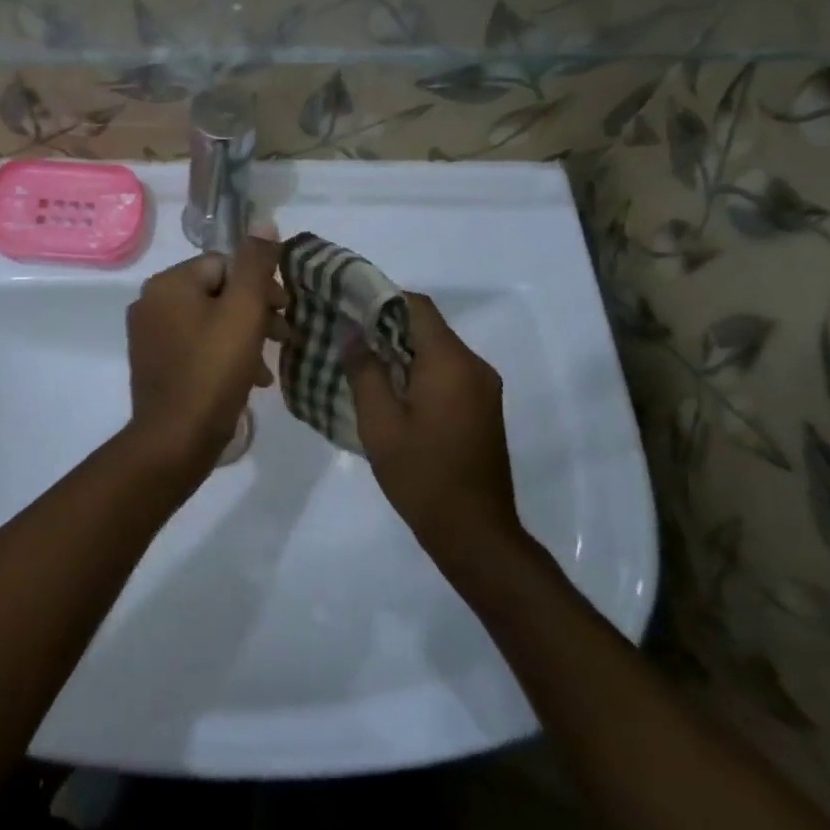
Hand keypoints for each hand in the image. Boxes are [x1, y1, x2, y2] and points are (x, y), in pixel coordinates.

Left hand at [125, 236, 285, 476]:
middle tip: (284, 336)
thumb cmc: (213, 371)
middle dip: (254, 313)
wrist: (175, 440)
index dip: (260, 285)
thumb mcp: (244, 312)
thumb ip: (256, 264)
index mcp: (168, 283)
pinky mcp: (153, 364)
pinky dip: (222, 355)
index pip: (225, 265)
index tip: (286, 311)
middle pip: (216, 292)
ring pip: (208, 321)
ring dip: (243, 337)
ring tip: (267, 365)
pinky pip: (195, 346)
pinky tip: (247, 379)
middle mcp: (151, 302)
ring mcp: (148, 335)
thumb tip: (264, 220)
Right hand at [343, 292, 524, 554]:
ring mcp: (483, 388)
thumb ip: (364, 370)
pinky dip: (419, 369)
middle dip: (386, 323)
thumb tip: (351, 331)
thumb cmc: (421, 474)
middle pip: (428, 326)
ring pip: (437, 349)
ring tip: (361, 360)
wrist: (474, 531)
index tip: (347, 304)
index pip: (416, 306)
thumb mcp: (379, 422)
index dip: (380, 298)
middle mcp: (474, 366)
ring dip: (402, 348)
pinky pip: (448, 371)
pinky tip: (390, 388)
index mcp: (450, 362)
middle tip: (346, 333)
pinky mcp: (483, 407)